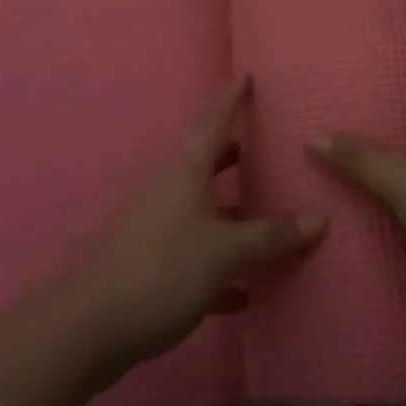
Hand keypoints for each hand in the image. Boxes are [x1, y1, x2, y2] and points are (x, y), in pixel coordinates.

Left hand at [69, 77, 326, 368]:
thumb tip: (320, 217)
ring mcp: (153, 229)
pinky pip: (193, 257)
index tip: (246, 75)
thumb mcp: (225, 251)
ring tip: (269, 213)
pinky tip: (246, 293)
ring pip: (201, 211)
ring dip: (232, 213)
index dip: (230, 98)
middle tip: (267, 145)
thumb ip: (271, 235)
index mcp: (183, 172)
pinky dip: (219, 268)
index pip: (212, 122)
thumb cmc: (161, 271)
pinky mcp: (147, 267)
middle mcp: (167, 191)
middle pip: (205, 162)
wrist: (86, 330)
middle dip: (235, 154)